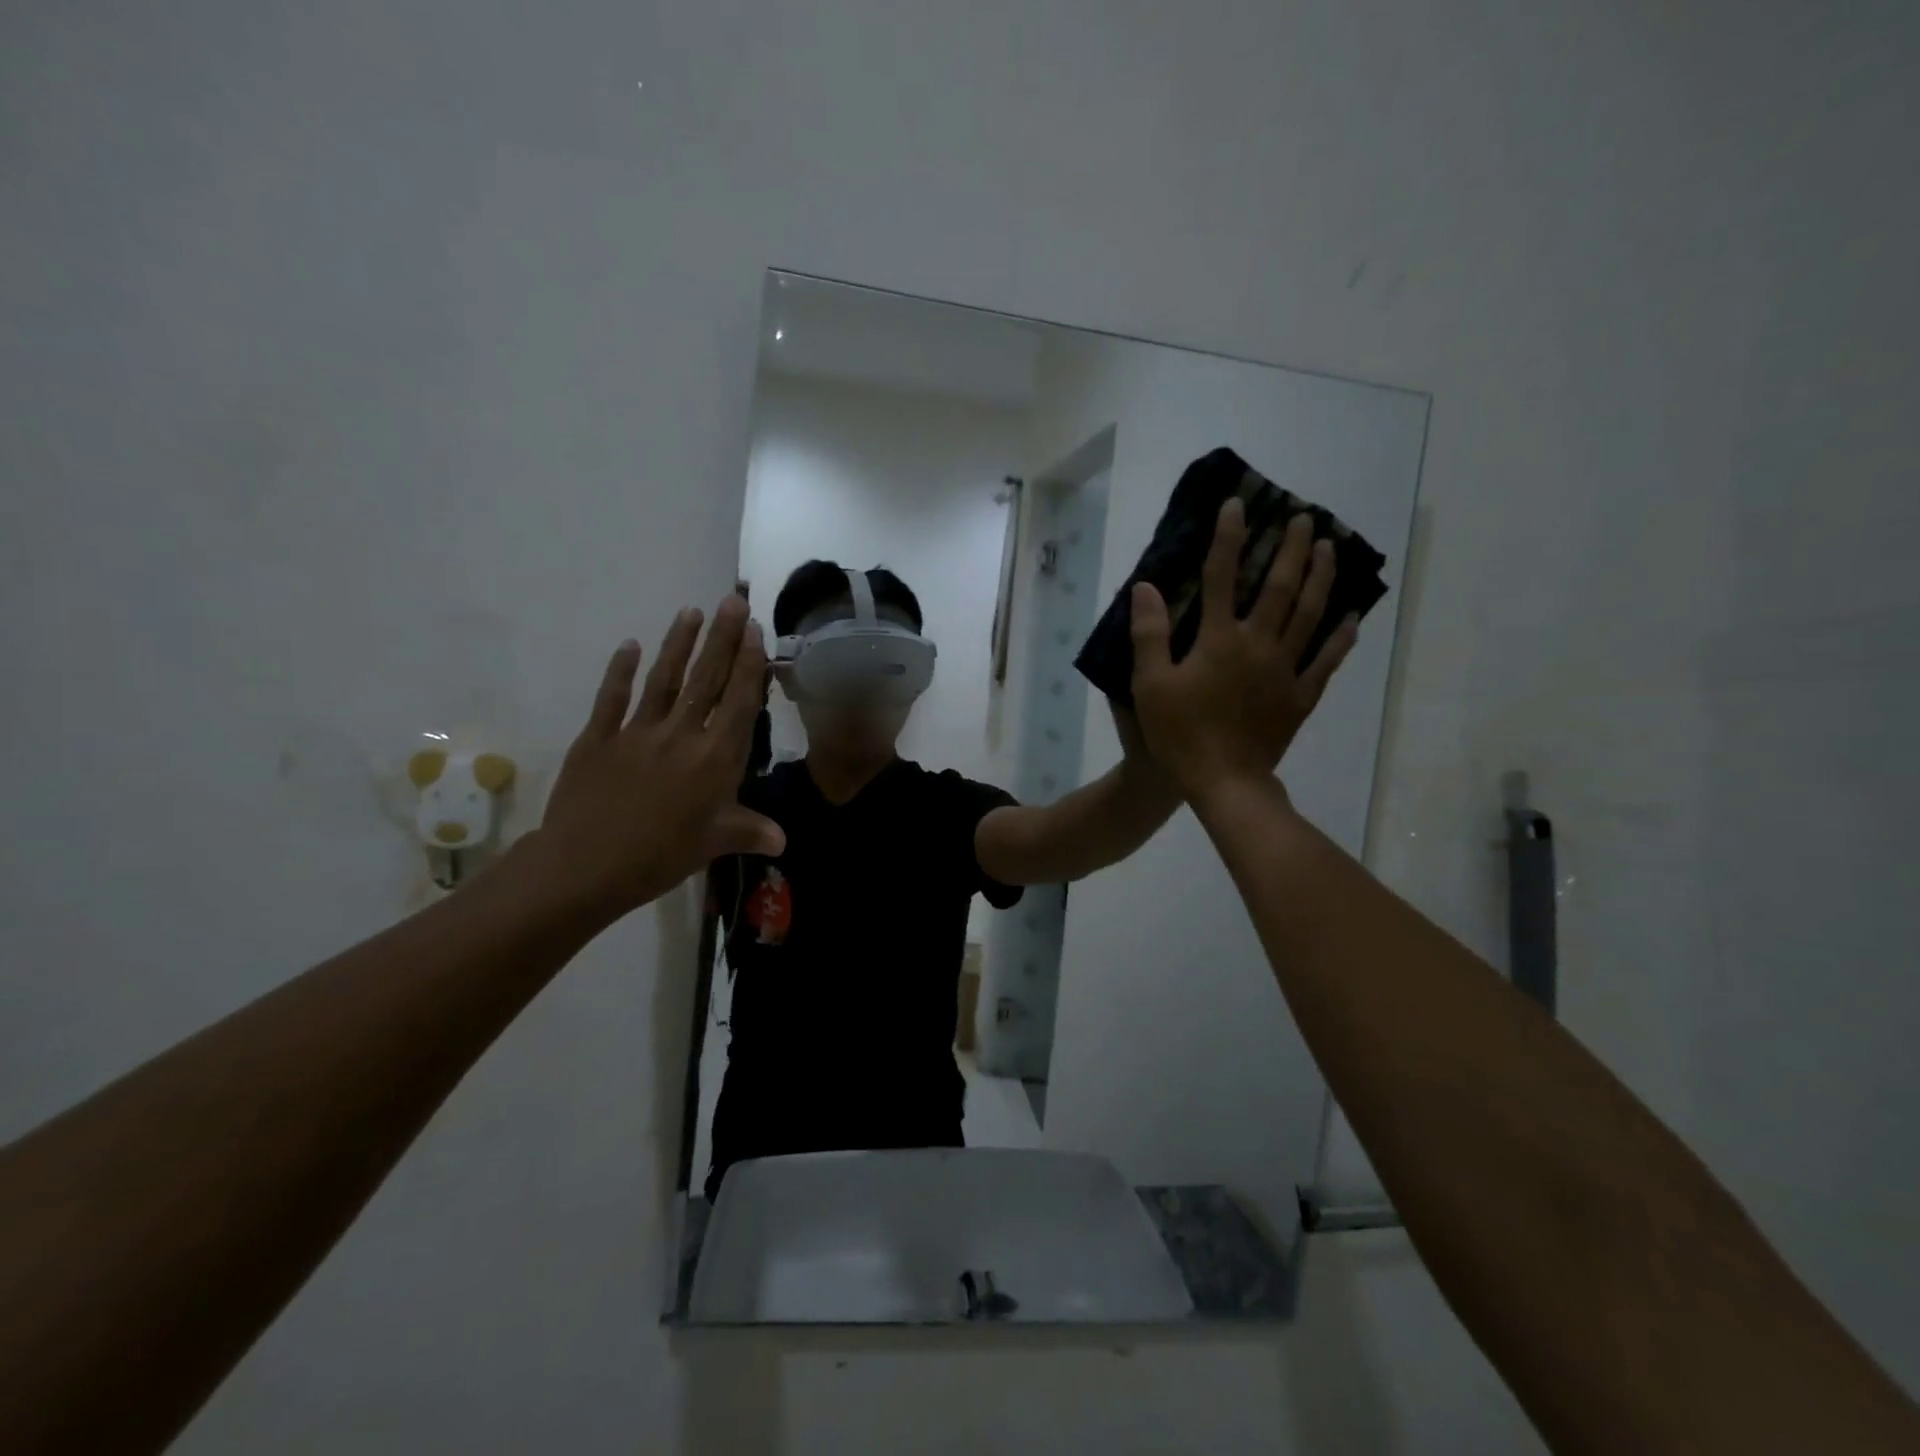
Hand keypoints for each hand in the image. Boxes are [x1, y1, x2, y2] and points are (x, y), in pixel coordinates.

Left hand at [531, 595, 785, 922]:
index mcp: (715, 758)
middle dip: (723, 638)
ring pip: (664, 679)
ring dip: (679, 643)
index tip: (755, 632)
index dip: (749, 665)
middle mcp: (681, 734)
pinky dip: (621, 670)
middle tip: (733, 601)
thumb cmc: (660, 856)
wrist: (584, 867)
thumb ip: (750, 832)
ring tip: (691, 611)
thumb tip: (784, 840)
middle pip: (707, 679)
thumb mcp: (714, 844)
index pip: (739, 702)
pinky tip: (631, 645)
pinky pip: (612, 698)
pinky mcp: (598, 738)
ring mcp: (637, 732)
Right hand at [1128, 499, 1358, 801]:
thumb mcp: (1150, 685)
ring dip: (1322, 578)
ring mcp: (1286, 670)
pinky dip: (1340, 637)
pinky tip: (1351, 617)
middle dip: (1292, 549)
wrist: (1224, 783)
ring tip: (1330, 549)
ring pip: (1310, 615)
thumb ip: (1149, 634)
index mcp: (1219, 640)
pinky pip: (1326, 661)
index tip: (1236, 505)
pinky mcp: (1300, 697)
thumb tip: (1146, 587)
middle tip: (1305, 518)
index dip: (1228, 539)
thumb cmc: (1180, 734)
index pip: (1222, 577)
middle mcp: (1258, 644)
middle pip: (1280, 587)